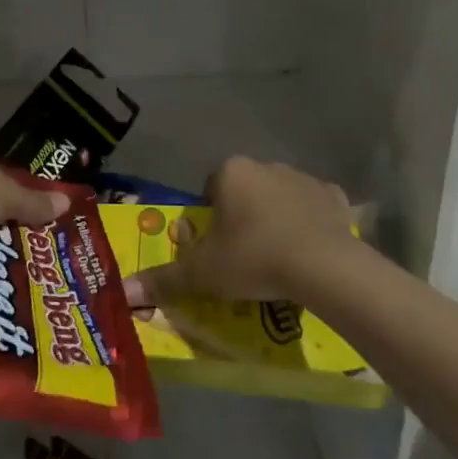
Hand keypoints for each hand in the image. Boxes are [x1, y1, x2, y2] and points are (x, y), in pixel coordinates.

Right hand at [124, 157, 354, 308]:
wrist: (323, 266)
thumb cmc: (253, 258)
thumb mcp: (202, 273)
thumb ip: (162, 279)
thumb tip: (123, 292)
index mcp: (231, 172)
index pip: (210, 189)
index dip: (210, 219)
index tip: (216, 248)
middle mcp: (266, 165)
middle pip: (245, 191)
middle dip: (243, 217)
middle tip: (243, 256)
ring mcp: (304, 178)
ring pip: (279, 198)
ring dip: (275, 219)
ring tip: (277, 258)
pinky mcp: (335, 197)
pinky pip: (314, 208)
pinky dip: (309, 224)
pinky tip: (308, 251)